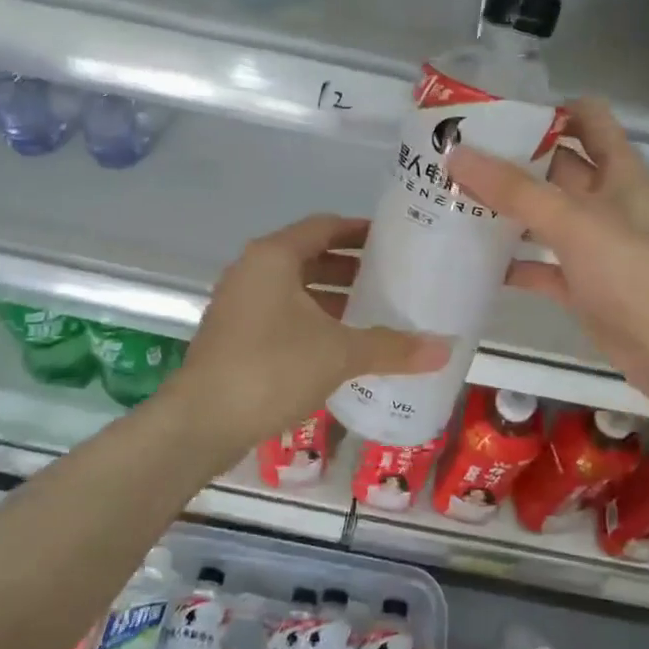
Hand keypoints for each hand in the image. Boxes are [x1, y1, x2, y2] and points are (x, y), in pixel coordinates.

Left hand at [172, 214, 450, 448]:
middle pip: (309, 256)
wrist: (202, 421)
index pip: (324, 227)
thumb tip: (446, 348)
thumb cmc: (272, 368)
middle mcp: (252, 271)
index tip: (393, 240)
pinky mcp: (234, 335)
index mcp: (274, 257)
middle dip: (349, 268)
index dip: (359, 231)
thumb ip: (392, 347)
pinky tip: (339, 346)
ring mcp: (239, 304)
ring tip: (372, 313)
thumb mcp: (339, 354)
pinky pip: (281, 314)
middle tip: (391, 279)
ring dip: (330, 297)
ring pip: (294, 289)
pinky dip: (311, 321)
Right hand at [448, 98, 648, 409]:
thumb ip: (514, 189)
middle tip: (457, 158)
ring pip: (545, 217)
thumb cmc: (632, 271)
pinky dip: (514, 263)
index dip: (548, 111)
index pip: (587, 119)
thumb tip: (456, 153)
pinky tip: (474, 262)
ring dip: (508, 211)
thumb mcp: (572, 221)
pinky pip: (541, 266)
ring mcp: (595, 245)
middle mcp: (608, 201)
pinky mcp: (582, 285)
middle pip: (557, 167)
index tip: (496, 115)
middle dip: (512, 161)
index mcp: (620, 171)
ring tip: (454, 201)